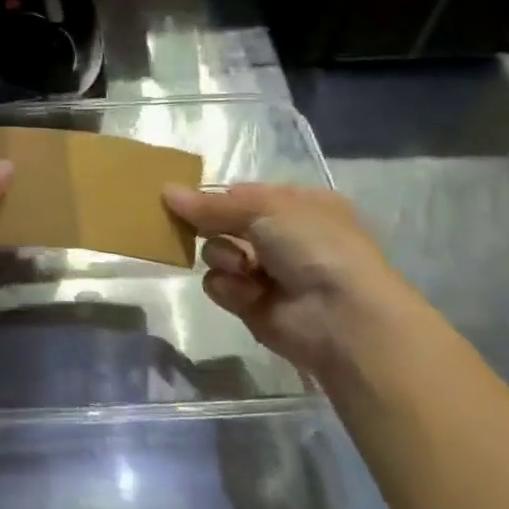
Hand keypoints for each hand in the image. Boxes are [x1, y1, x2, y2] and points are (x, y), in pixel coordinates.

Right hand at [162, 183, 431, 379]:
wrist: (343, 317)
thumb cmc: (313, 246)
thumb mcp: (263, 208)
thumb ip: (210, 204)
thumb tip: (165, 191)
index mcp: (297, 206)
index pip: (243, 195)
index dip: (216, 197)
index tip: (185, 198)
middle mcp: (283, 238)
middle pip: (224, 224)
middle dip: (210, 226)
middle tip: (193, 226)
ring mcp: (267, 273)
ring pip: (217, 254)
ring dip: (223, 257)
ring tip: (243, 268)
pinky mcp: (252, 305)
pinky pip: (219, 286)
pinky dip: (229, 287)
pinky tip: (249, 293)